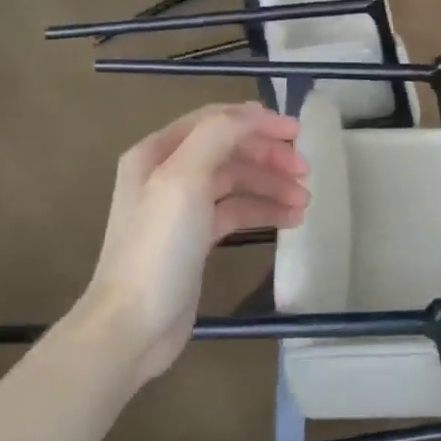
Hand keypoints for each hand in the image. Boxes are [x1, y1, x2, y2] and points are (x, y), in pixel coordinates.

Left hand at [76, 103, 307, 387]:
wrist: (133, 324)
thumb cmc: (159, 247)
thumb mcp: (184, 180)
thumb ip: (219, 136)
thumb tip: (255, 115)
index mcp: (158, 153)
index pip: (217, 121)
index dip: (259, 122)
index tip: (299, 134)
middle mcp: (168, 173)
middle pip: (231, 150)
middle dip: (270, 157)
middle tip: (306, 172)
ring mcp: (182, 207)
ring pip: (238, 182)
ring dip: (273, 186)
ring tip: (304, 203)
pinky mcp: (196, 237)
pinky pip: (237, 211)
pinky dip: (264, 210)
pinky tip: (291, 220)